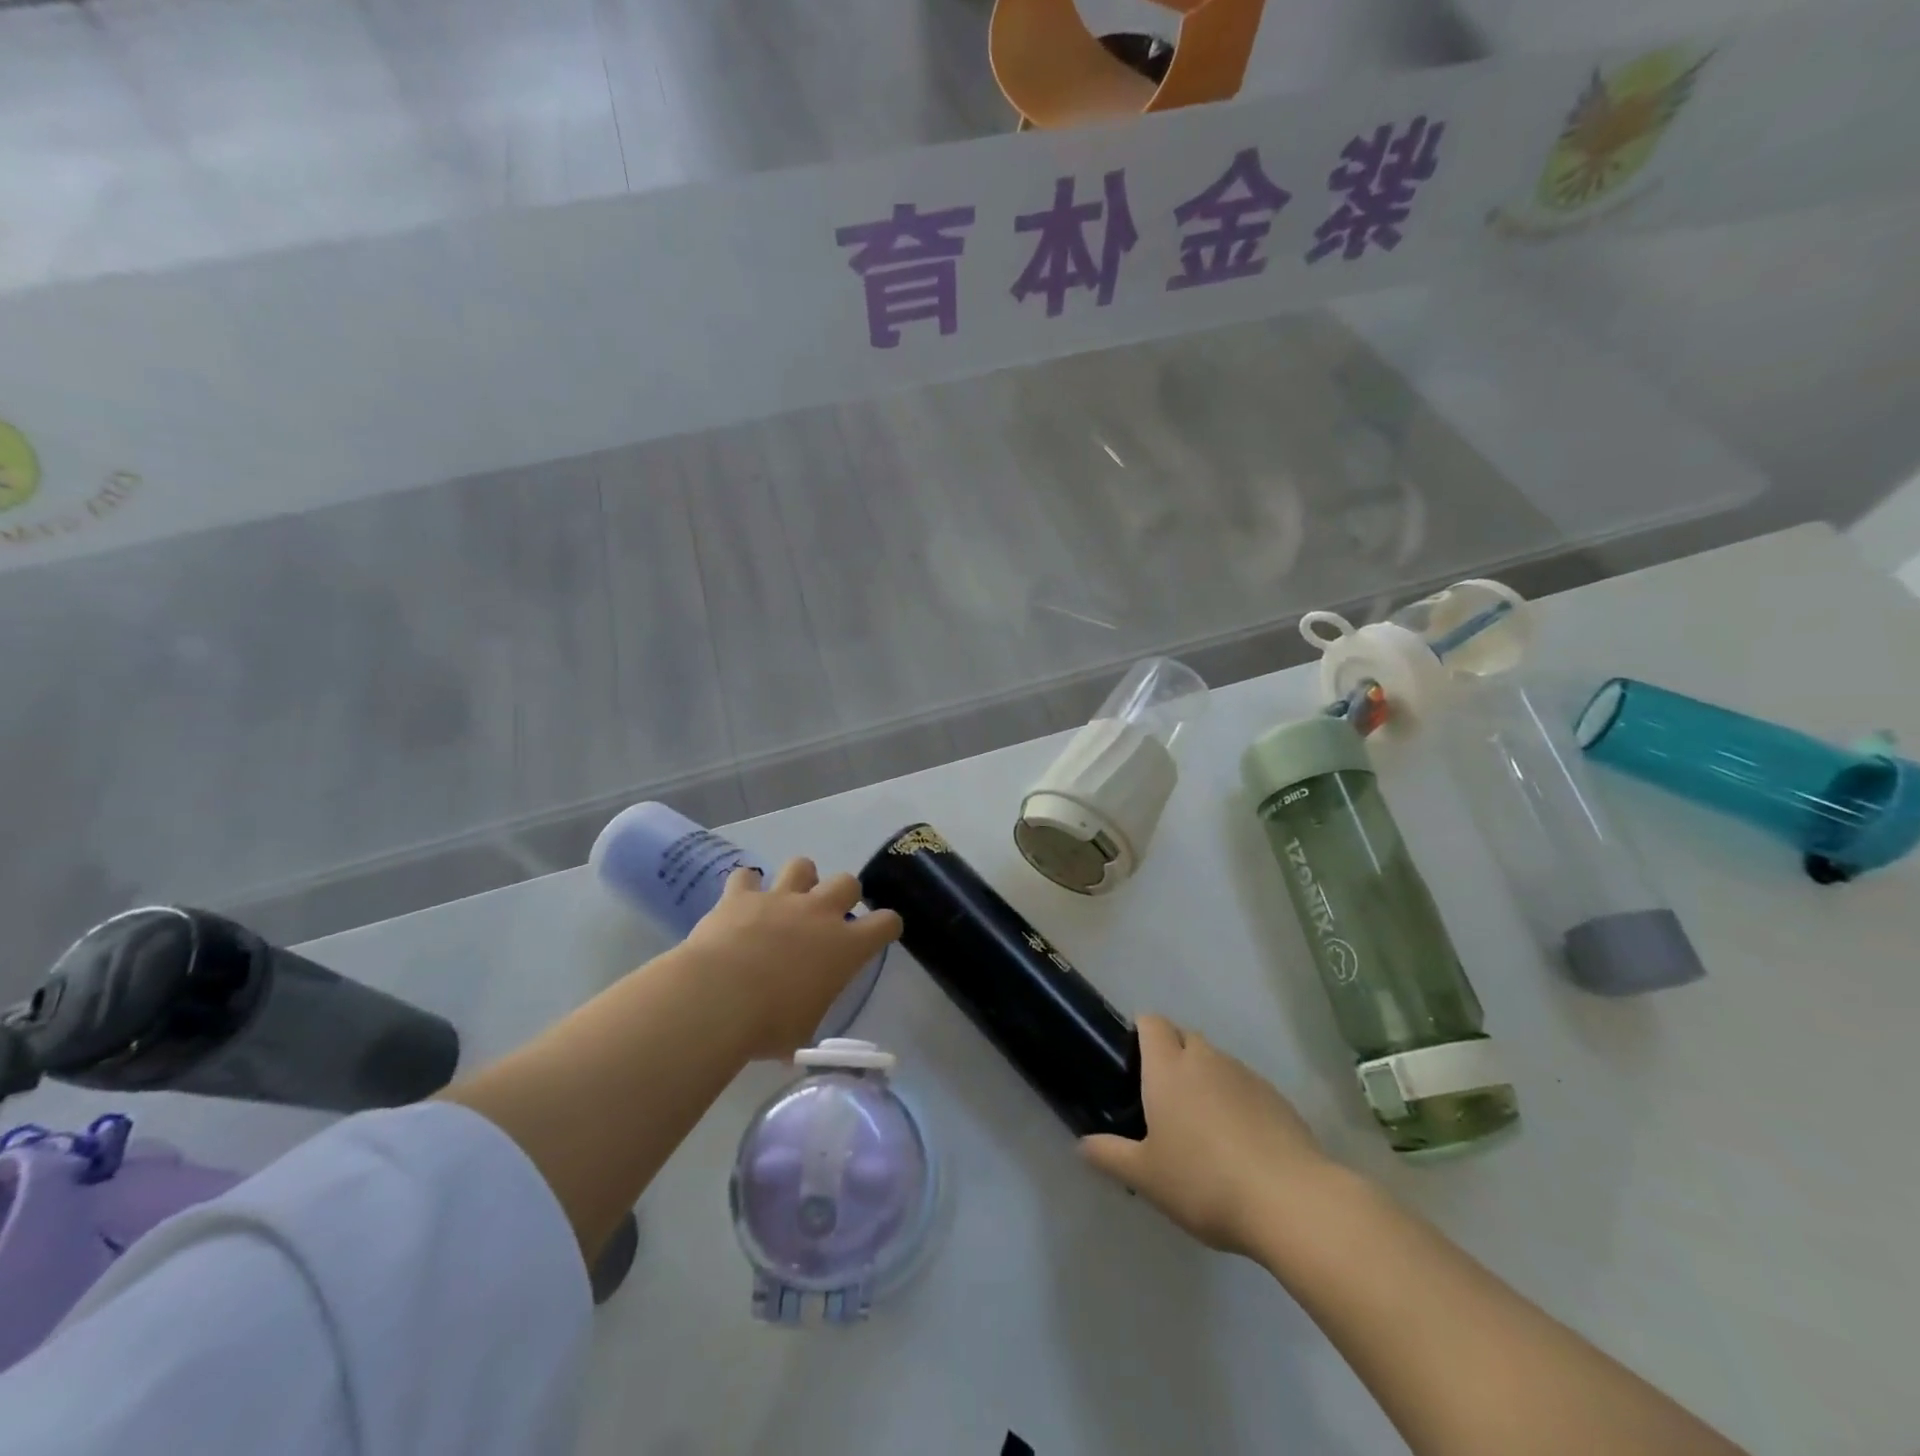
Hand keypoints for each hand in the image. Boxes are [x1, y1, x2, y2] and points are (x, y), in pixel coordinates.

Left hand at [680, 858, 902, 1060]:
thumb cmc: (769, 1024)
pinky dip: (746, 886)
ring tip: (787, 900)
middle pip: (847, 882)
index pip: (886, 922)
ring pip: (802, 865)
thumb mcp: (803, 1031)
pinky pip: (746, 876)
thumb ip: (808, 1016)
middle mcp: (819, 913)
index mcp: (845, 947)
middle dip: (842, 895)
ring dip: (799, 880)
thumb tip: (797, 1030)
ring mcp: (780, 899)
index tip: (880, 934)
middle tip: (827, 918)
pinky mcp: (741, 896)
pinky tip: (741, 901)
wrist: (718, 998)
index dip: (886, 926)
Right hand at [1081, 1014, 1333, 1257]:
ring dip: (1206, 1080)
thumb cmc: (1204, 1181)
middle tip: (1163, 1101)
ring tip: (1202, 1127)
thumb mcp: (1146, 1176)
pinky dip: (1236, 1102)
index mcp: (1168, 1068)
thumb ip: (1110, 1155)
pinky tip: (1239, 1144)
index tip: (1133, 1062)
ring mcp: (1246, 1075)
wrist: (1291, 1201)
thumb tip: (1082, 1144)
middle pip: (1185, 1037)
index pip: (1151, 1022)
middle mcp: (1206, 1059)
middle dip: (1173, 1056)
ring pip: (1217, 1062)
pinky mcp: (1278, 1099)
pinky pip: (1246, 1087)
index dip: (1141, 1032)